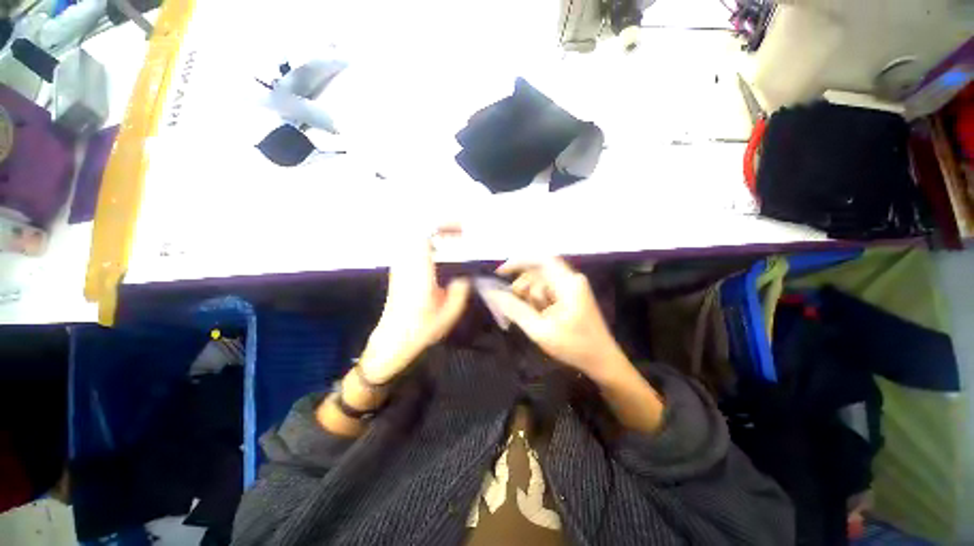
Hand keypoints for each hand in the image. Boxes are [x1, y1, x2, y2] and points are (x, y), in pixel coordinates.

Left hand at [358, 227, 470, 383]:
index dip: (442, 225)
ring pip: (413, 237)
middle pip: (417, 230)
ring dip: (433, 234)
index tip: (461, 231)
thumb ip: (460, 291)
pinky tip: (439, 253)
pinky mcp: (398, 271)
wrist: (392, 341)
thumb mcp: (449, 314)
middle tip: (459, 233)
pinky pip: (411, 247)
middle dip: (440, 226)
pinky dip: (426, 243)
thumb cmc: (421, 329)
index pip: (423, 234)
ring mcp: (400, 266)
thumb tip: (463, 278)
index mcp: (419, 272)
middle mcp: (406, 264)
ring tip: (451, 240)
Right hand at [490, 257, 628, 382]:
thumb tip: (492, 293)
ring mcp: (573, 286)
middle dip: (523, 287)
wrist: (603, 361)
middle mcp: (572, 279)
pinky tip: (539, 316)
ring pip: (541, 281)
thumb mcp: (540, 330)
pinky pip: (548, 289)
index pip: (540, 259)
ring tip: (533, 318)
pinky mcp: (572, 294)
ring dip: (531, 296)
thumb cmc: (574, 347)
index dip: (517, 261)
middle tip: (515, 306)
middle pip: (538, 271)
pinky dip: (538, 300)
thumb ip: (515, 309)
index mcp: (568, 284)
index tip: (499, 273)